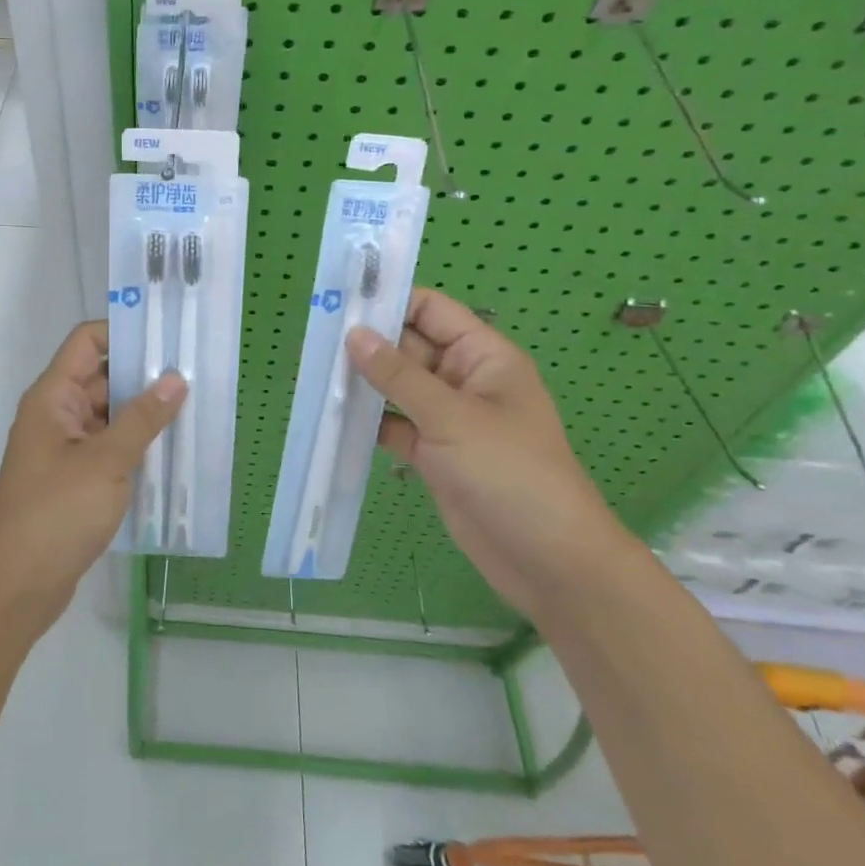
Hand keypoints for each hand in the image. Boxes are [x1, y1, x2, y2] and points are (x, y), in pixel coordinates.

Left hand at [0, 321, 185, 631]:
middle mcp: (57, 414)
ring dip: (144, 412)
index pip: (86, 342)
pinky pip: (109, 446)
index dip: (123, 331)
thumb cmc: (56, 513)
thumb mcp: (106, 461)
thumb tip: (176, 378)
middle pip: (102, 377)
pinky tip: (172, 450)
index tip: (167, 335)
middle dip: (144, 374)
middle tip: (194, 372)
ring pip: (109, 414)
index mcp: (53, 396)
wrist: (17, 586)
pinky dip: (136, 444)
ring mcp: (65, 448)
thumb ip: (142, 418)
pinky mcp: (75, 478)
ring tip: (194, 407)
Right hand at [347, 290, 630, 620]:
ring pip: (397, 387)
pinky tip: (334, 417)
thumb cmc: (511, 474)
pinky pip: (394, 424)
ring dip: (364, 383)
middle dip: (367, 344)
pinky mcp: (433, 453)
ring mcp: (447, 419)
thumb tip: (354, 334)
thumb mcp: (452, 418)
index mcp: (482, 356)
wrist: (549, 563)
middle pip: (408, 347)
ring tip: (316, 374)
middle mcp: (463, 380)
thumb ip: (399, 376)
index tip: (342, 304)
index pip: (430, 311)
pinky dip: (369, 421)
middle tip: (315, 341)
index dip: (390, 302)